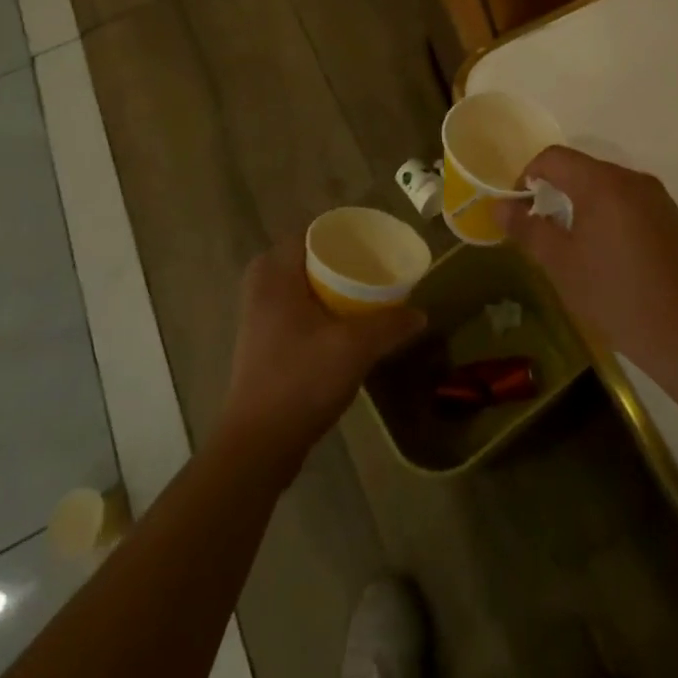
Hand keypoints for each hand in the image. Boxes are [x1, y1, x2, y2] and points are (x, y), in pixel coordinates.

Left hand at [218, 236, 425, 472]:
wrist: (258, 445)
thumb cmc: (301, 380)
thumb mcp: (355, 348)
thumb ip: (390, 325)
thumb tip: (420, 314)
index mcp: (274, 274)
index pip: (310, 232)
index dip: (343, 234)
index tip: (373, 241)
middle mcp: (260, 287)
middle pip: (306, 257)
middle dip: (339, 260)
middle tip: (372, 266)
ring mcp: (257, 316)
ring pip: (299, 284)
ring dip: (329, 286)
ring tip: (365, 293)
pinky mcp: (261, 342)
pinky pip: (295, 307)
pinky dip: (319, 307)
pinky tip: (344, 325)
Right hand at [494, 147, 677, 370]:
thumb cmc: (612, 294)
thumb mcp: (560, 263)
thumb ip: (526, 228)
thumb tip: (498, 206)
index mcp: (602, 183)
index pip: (554, 158)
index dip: (528, 175)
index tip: (519, 208)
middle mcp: (632, 179)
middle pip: (582, 168)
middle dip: (555, 190)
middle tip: (541, 227)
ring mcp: (656, 197)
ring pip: (607, 185)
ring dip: (583, 202)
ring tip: (574, 242)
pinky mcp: (672, 217)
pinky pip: (629, 201)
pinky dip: (609, 213)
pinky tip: (608, 252)